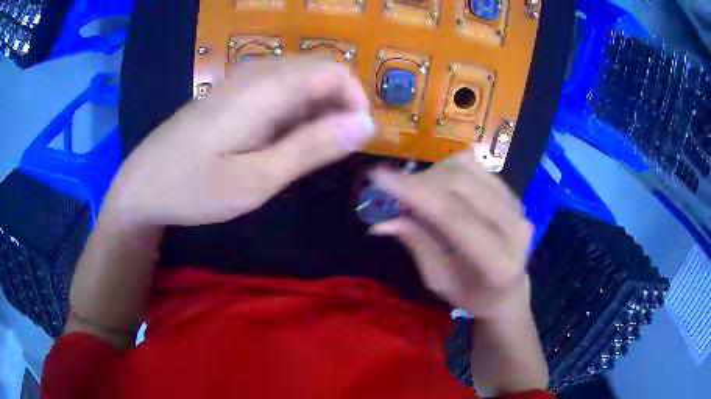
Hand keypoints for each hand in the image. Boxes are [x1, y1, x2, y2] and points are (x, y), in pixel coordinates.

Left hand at [104, 58, 373, 226]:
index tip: (354, 141)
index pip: (334, 70)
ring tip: (305, 155)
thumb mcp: (256, 180)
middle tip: (330, 154)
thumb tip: (366, 126)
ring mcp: (242, 82)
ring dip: (317, 113)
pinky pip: (279, 92)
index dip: (356, 101)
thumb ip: (312, 148)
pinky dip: (294, 115)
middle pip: (320, 72)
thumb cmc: (192, 189)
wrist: (141, 186)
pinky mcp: (234, 95)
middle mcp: (257, 73)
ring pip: (301, 82)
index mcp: (265, 87)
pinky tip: (279, 145)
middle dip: (339, 108)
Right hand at [369, 150, 532, 318]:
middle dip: (419, 181)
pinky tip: (439, 186)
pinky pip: (475, 166)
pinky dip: (449, 169)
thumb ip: (417, 244)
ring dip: (433, 174)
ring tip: (417, 192)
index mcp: (497, 261)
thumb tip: (382, 218)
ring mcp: (517, 205)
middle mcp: (514, 226)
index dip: (415, 193)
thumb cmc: (471, 294)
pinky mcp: (513, 192)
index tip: (378, 177)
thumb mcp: (438, 281)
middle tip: (392, 190)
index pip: (453, 216)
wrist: (508, 289)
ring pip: (467, 169)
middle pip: (460, 184)